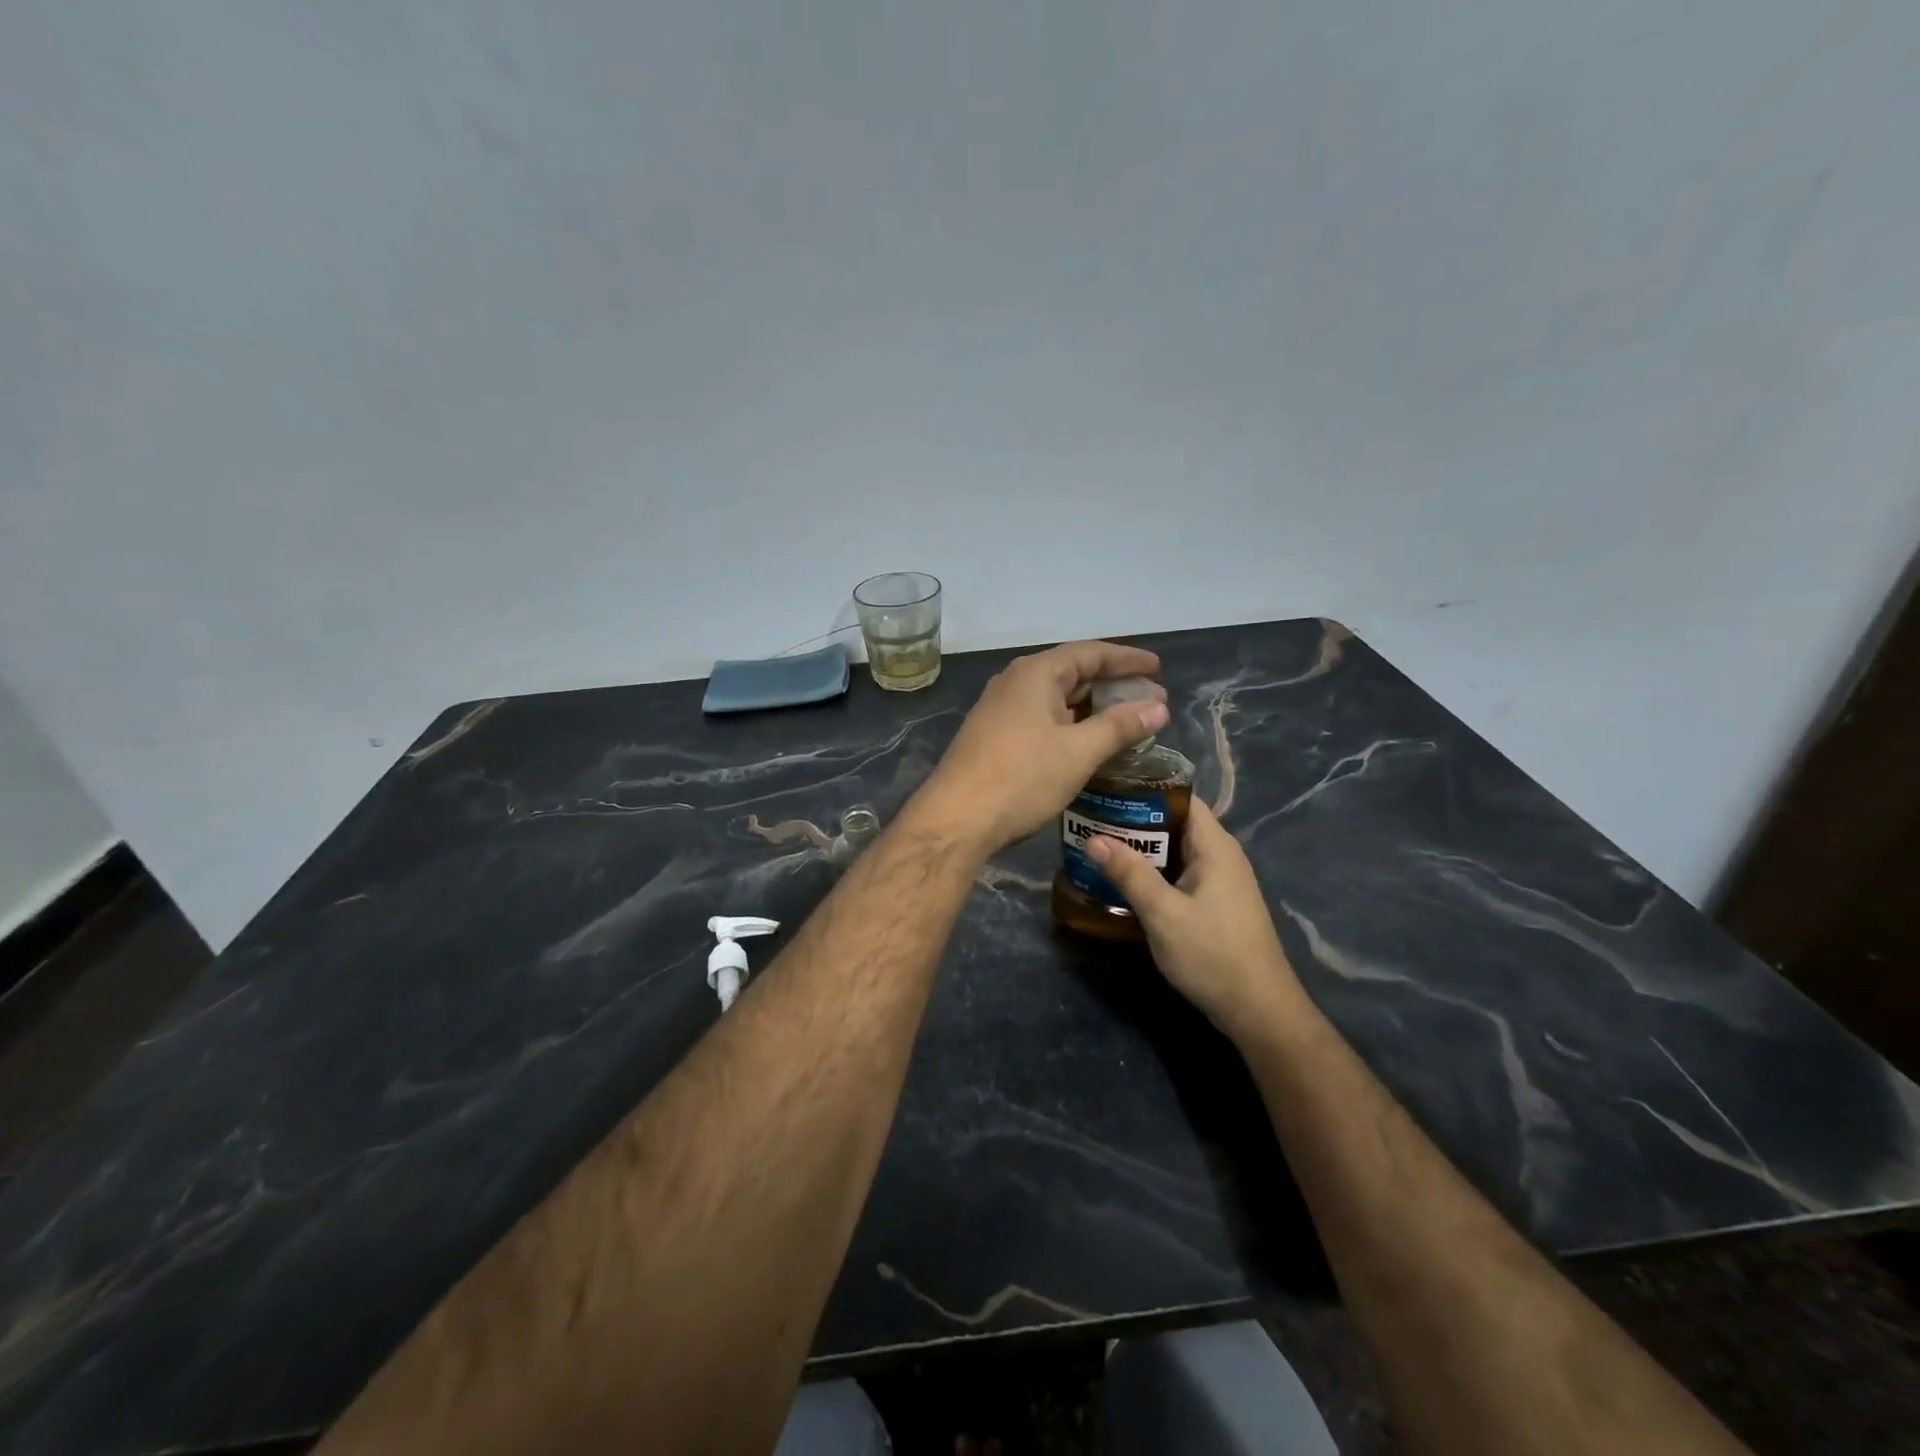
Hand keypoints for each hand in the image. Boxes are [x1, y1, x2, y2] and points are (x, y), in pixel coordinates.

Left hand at [912, 640, 1168, 854]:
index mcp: (1035, 674)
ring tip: (1127, 722)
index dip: (1127, 659)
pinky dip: (1070, 724)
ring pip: (1056, 699)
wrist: (956, 819)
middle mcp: (1015, 682)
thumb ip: (1120, 726)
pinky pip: (1041, 719)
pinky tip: (1087, 743)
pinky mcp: (994, 736)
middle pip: (1072, 673)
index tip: (1158, 669)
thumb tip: (1159, 707)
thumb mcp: (1078, 752)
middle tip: (1151, 701)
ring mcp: (1000, 710)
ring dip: (1092, 708)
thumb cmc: (1021, 778)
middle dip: (1113, 686)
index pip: (1090, 653)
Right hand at [1086, 800, 1307, 1038]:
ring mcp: (1221, 882)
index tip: (1108, 791)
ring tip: (1100, 846)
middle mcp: (1221, 856)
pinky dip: (1155, 872)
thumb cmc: (1211, 954)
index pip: (1181, 799)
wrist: (1257, 1010)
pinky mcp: (1216, 904)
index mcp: (1215, 847)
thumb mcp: (1163, 912)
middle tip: (1093, 820)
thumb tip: (1093, 838)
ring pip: (1176, 851)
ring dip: (1142, 850)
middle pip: (1175, 824)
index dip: (1146, 790)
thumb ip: (1129, 873)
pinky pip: (1180, 874)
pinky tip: (1125, 882)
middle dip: (1135, 821)